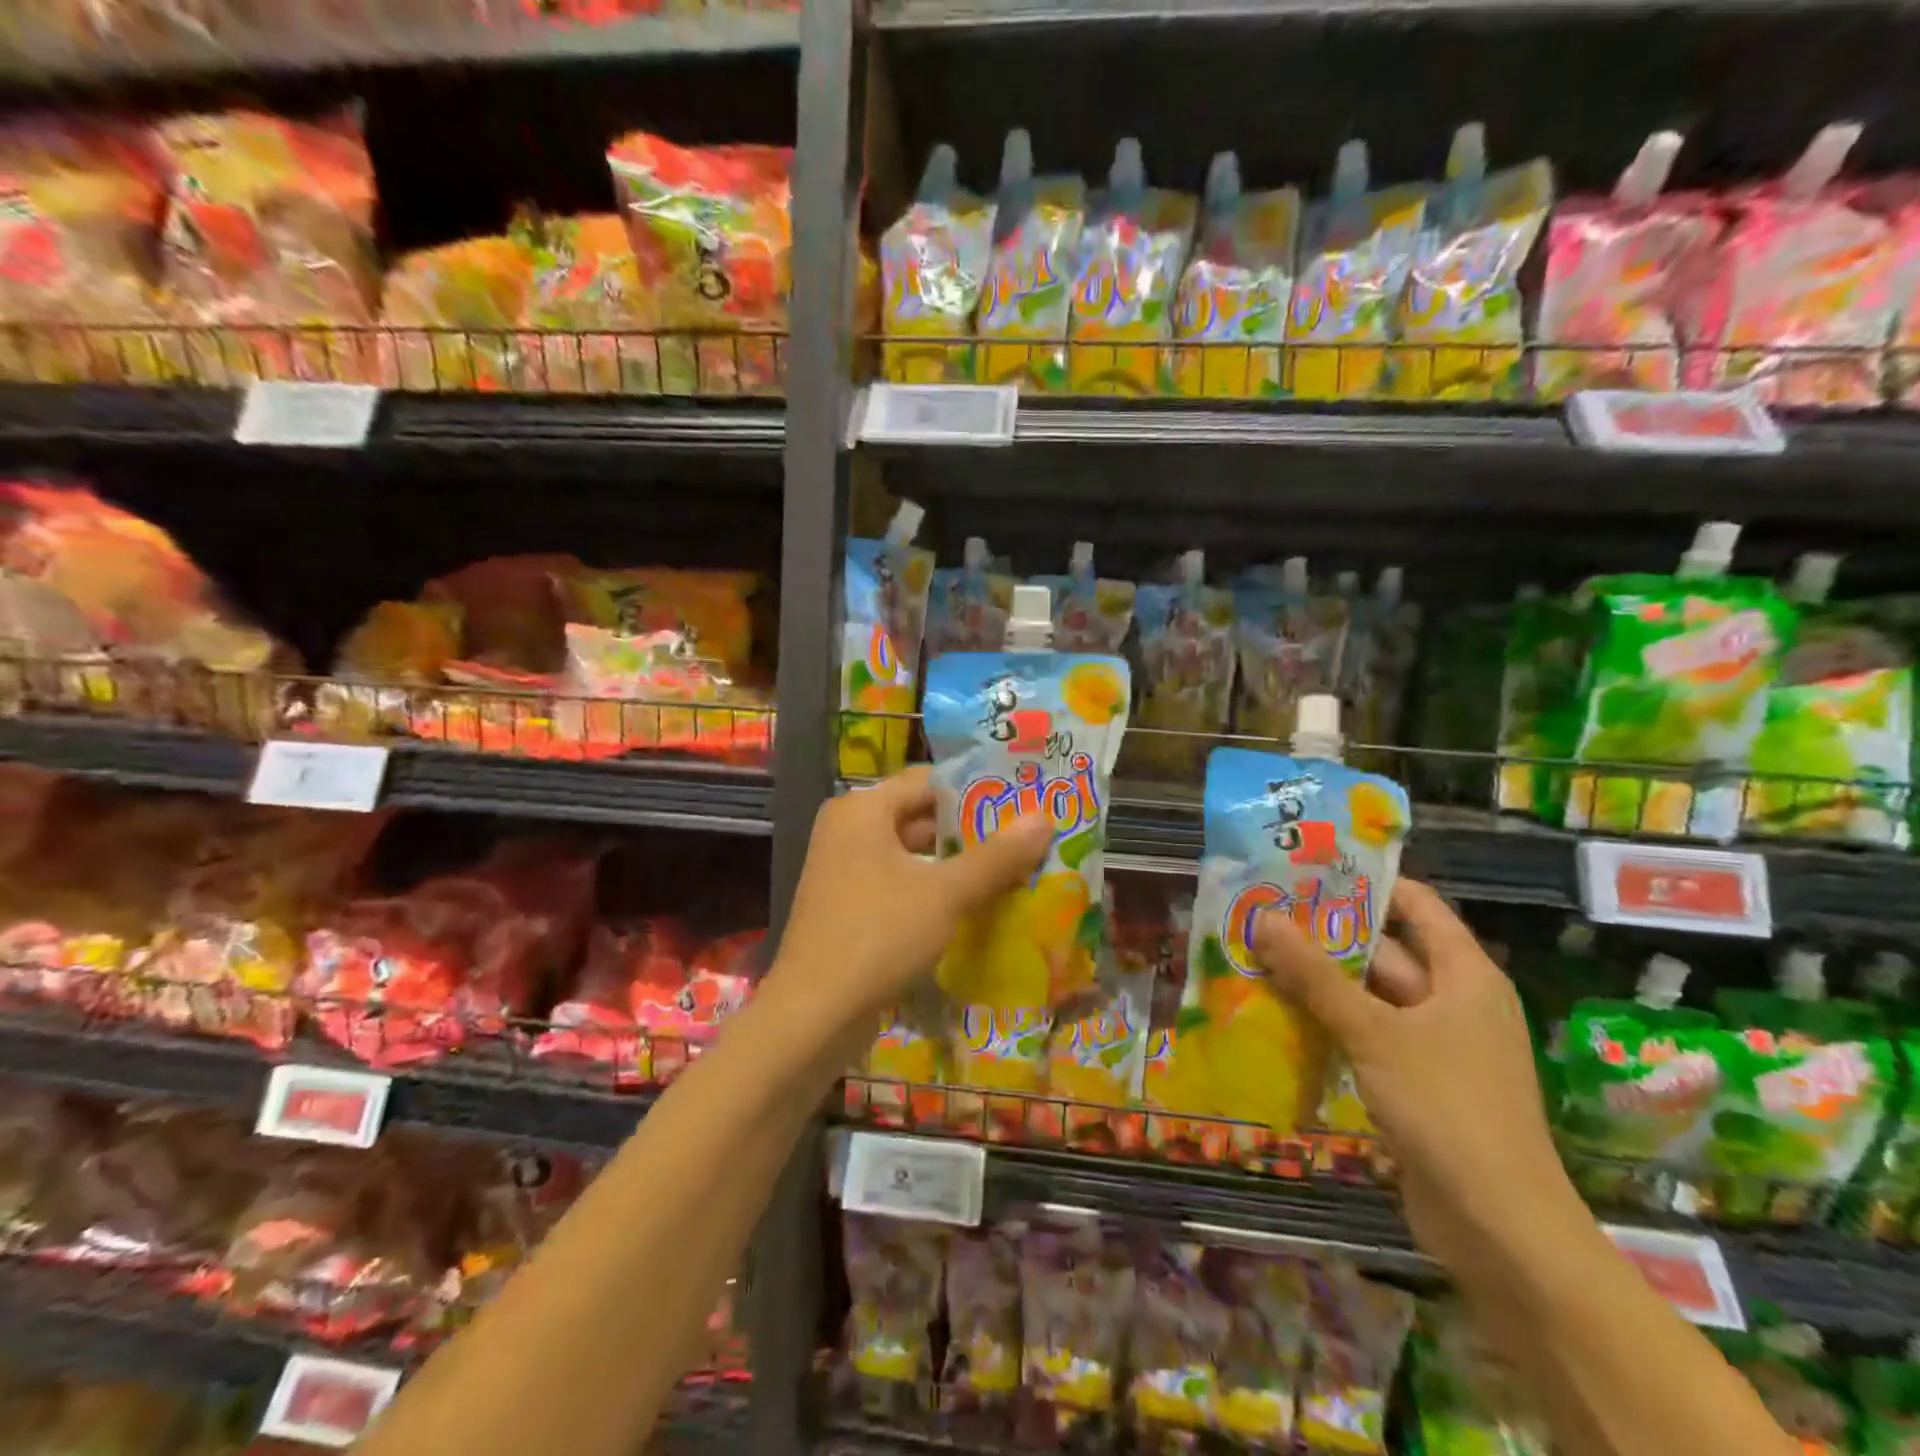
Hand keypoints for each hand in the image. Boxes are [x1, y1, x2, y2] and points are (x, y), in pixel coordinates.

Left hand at [769, 766, 1051, 1051]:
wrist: (813, 1015)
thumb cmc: (879, 936)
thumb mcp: (946, 893)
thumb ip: (996, 856)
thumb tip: (1045, 819)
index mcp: (862, 809)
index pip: (929, 781)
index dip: (977, 790)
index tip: (1022, 802)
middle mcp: (849, 830)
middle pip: (921, 816)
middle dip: (972, 831)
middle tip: (1027, 837)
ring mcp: (845, 869)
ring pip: (913, 853)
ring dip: (957, 863)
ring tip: (1014, 869)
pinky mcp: (849, 905)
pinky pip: (900, 883)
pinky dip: (935, 889)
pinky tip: (976, 904)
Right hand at [1252, 879, 1584, 1271]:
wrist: (1499, 1228)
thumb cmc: (1446, 1108)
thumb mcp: (1373, 1031)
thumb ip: (1314, 975)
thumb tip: (1264, 917)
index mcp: (1464, 974)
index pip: (1416, 905)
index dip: (1367, 882)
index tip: (1308, 869)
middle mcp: (1453, 1001)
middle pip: (1385, 950)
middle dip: (1326, 934)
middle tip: (1263, 911)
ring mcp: (1435, 1045)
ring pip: (1369, 996)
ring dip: (1319, 982)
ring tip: (1256, 955)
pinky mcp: (1415, 1083)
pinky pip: (1366, 1036)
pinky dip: (1328, 1023)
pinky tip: (1278, 1014)